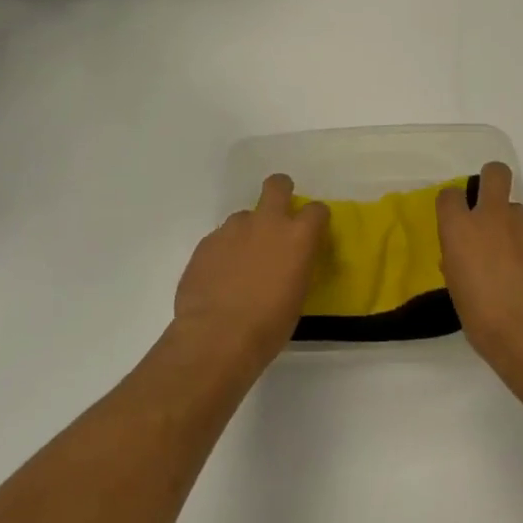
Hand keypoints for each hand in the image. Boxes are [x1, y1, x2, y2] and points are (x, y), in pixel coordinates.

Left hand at [174, 174, 328, 370]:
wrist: (217, 336)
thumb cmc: (269, 325)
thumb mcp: (297, 295)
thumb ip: (295, 266)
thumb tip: (289, 261)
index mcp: (298, 237)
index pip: (316, 210)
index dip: (316, 218)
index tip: (313, 231)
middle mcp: (266, 223)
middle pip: (277, 186)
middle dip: (281, 190)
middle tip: (278, 212)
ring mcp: (232, 229)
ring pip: (244, 217)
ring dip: (247, 232)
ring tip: (242, 262)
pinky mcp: (206, 242)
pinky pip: (220, 239)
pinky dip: (224, 252)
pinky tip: (220, 277)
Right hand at [437, 162, 522, 373]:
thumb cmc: (484, 319)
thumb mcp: (458, 292)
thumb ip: (458, 265)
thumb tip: (462, 258)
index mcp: (461, 230)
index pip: (449, 195)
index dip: (452, 204)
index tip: (454, 218)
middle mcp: (493, 219)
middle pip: (495, 174)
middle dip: (492, 179)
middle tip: (488, 204)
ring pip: (517, 211)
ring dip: (512, 227)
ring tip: (512, 260)